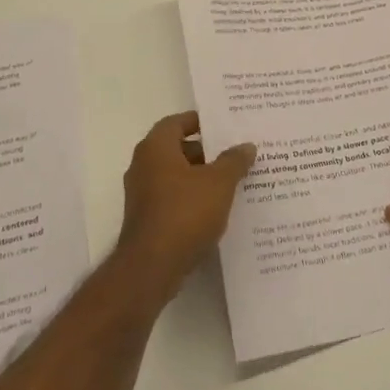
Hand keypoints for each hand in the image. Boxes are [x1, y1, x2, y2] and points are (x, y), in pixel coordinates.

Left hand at [115, 111, 255, 302]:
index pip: (176, 122)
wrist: (152, 267)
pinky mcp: (148, 219)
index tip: (224, 125)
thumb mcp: (219, 183)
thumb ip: (234, 161)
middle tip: (236, 154)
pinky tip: (218, 208)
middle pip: (177, 149)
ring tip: (234, 181)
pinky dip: (193, 198)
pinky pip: (174, 198)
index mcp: (156, 149)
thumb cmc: (184, 213)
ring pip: (176, 176)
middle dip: (206, 152)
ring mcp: (143, 195)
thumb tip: (246, 146)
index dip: (199, 121)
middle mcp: (143, 166)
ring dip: (201, 177)